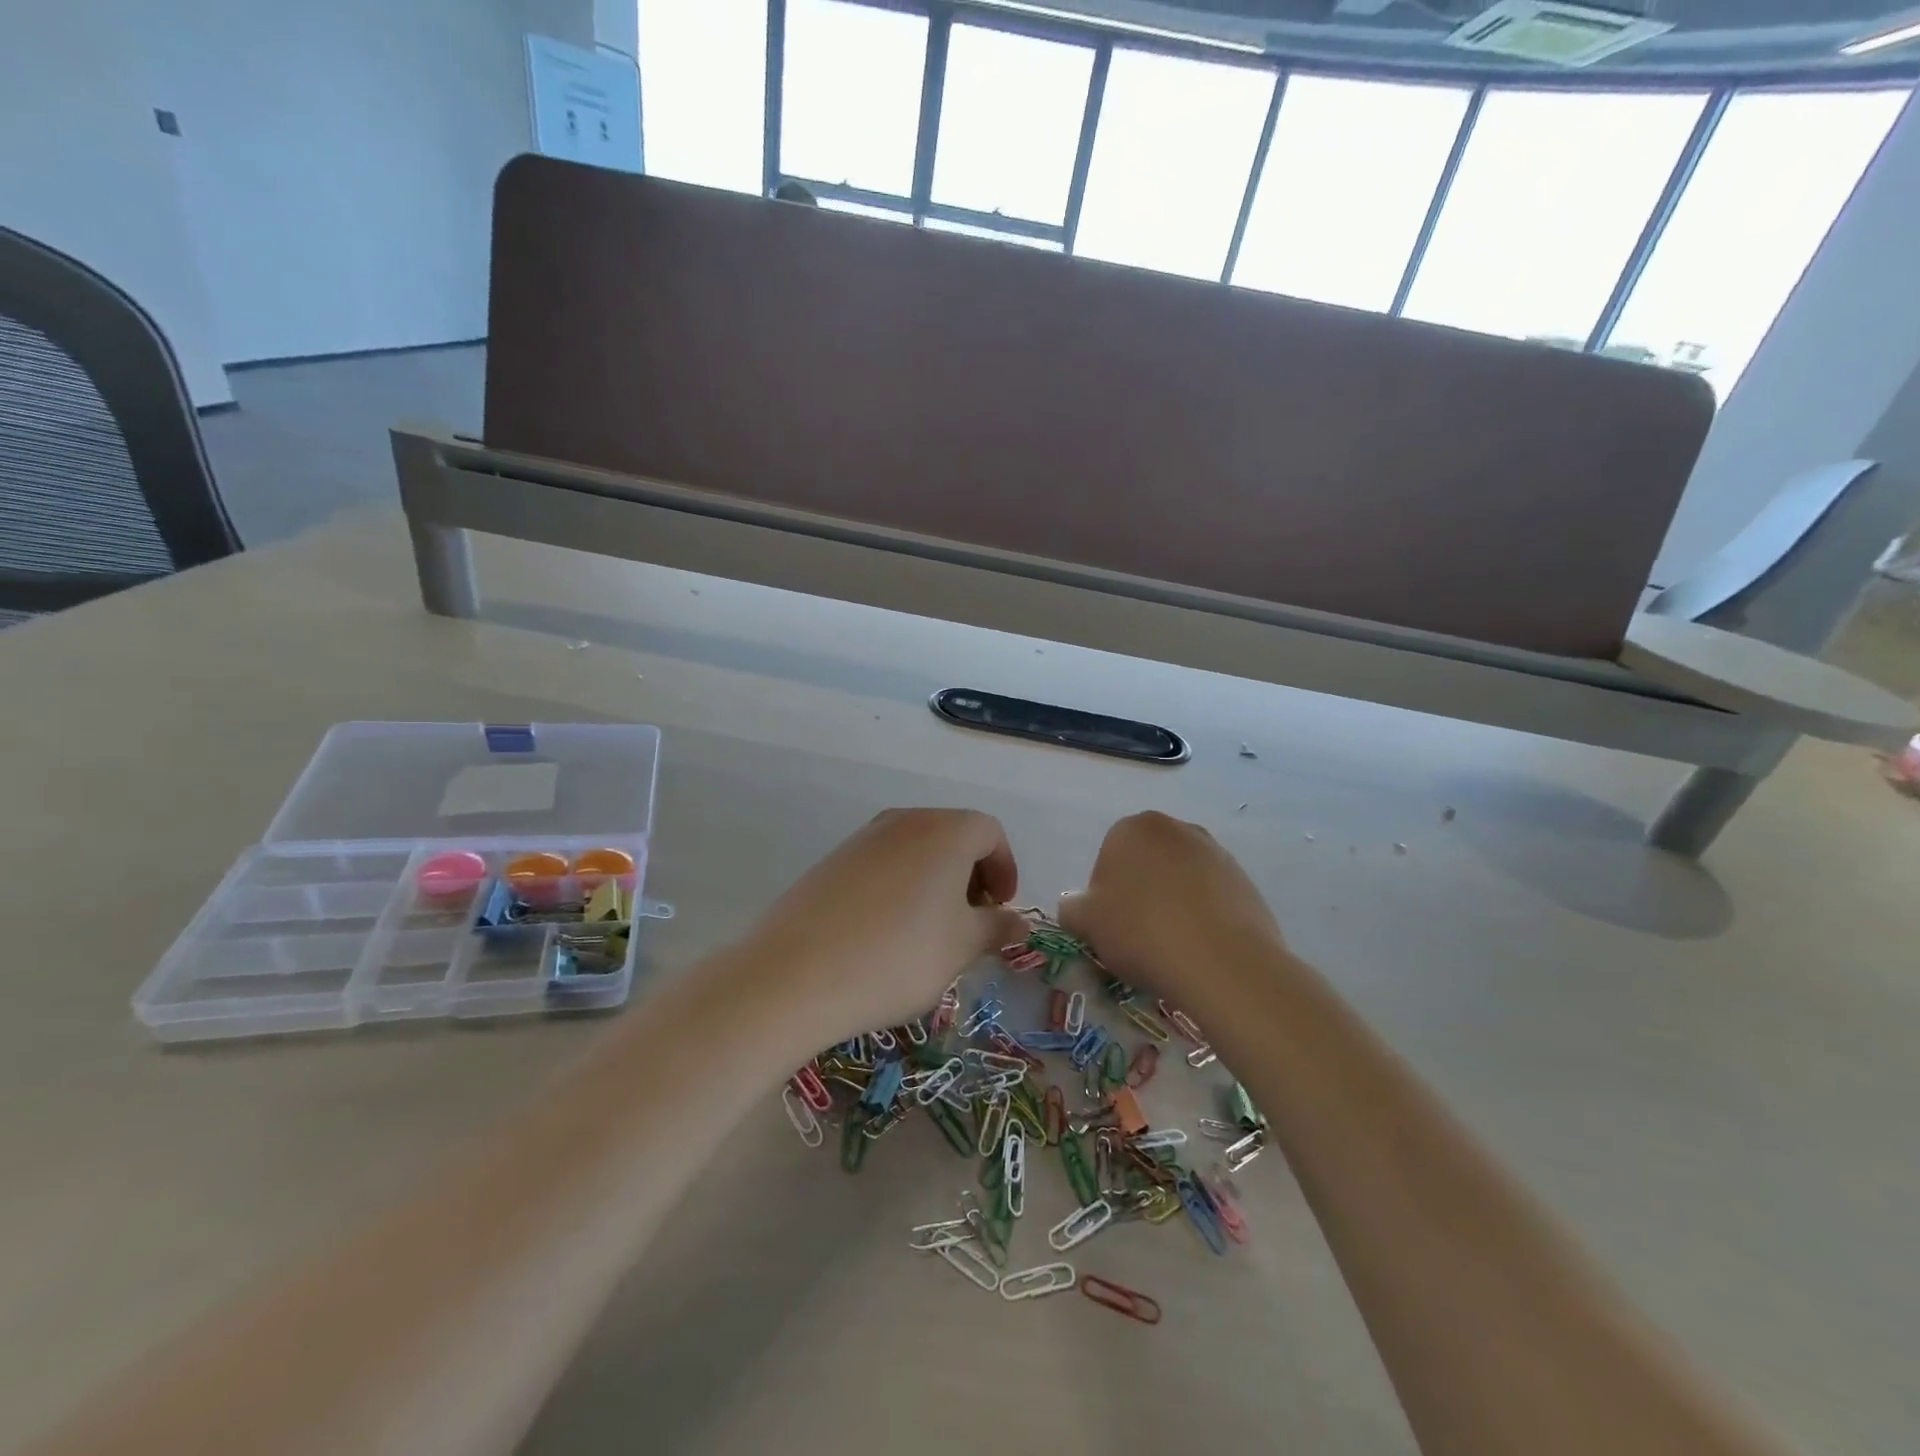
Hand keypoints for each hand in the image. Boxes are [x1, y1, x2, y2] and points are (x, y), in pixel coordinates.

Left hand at [731, 808, 1028, 1049]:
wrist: (797, 974)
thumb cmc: (898, 956)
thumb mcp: (961, 946)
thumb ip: (996, 927)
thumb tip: (1018, 921)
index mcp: (944, 831)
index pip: (990, 832)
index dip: (1004, 868)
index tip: (1000, 909)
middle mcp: (904, 821)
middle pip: (952, 835)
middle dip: (971, 875)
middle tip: (970, 922)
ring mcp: (863, 838)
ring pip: (916, 850)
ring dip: (934, 881)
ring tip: (929, 932)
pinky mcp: (832, 861)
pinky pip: (882, 864)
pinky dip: (899, 887)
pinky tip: (886, 933)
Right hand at [1059, 811, 1285, 1009]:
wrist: (1222, 963)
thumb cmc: (1141, 932)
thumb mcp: (1085, 924)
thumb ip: (1072, 908)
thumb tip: (1075, 905)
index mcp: (1133, 827)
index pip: (1108, 855)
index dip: (1105, 893)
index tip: (1111, 924)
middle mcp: (1176, 828)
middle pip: (1147, 862)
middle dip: (1140, 891)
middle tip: (1138, 933)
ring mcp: (1215, 852)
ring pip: (1180, 878)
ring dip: (1172, 902)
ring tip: (1172, 945)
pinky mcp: (1244, 880)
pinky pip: (1211, 896)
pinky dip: (1202, 916)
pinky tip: (1199, 947)